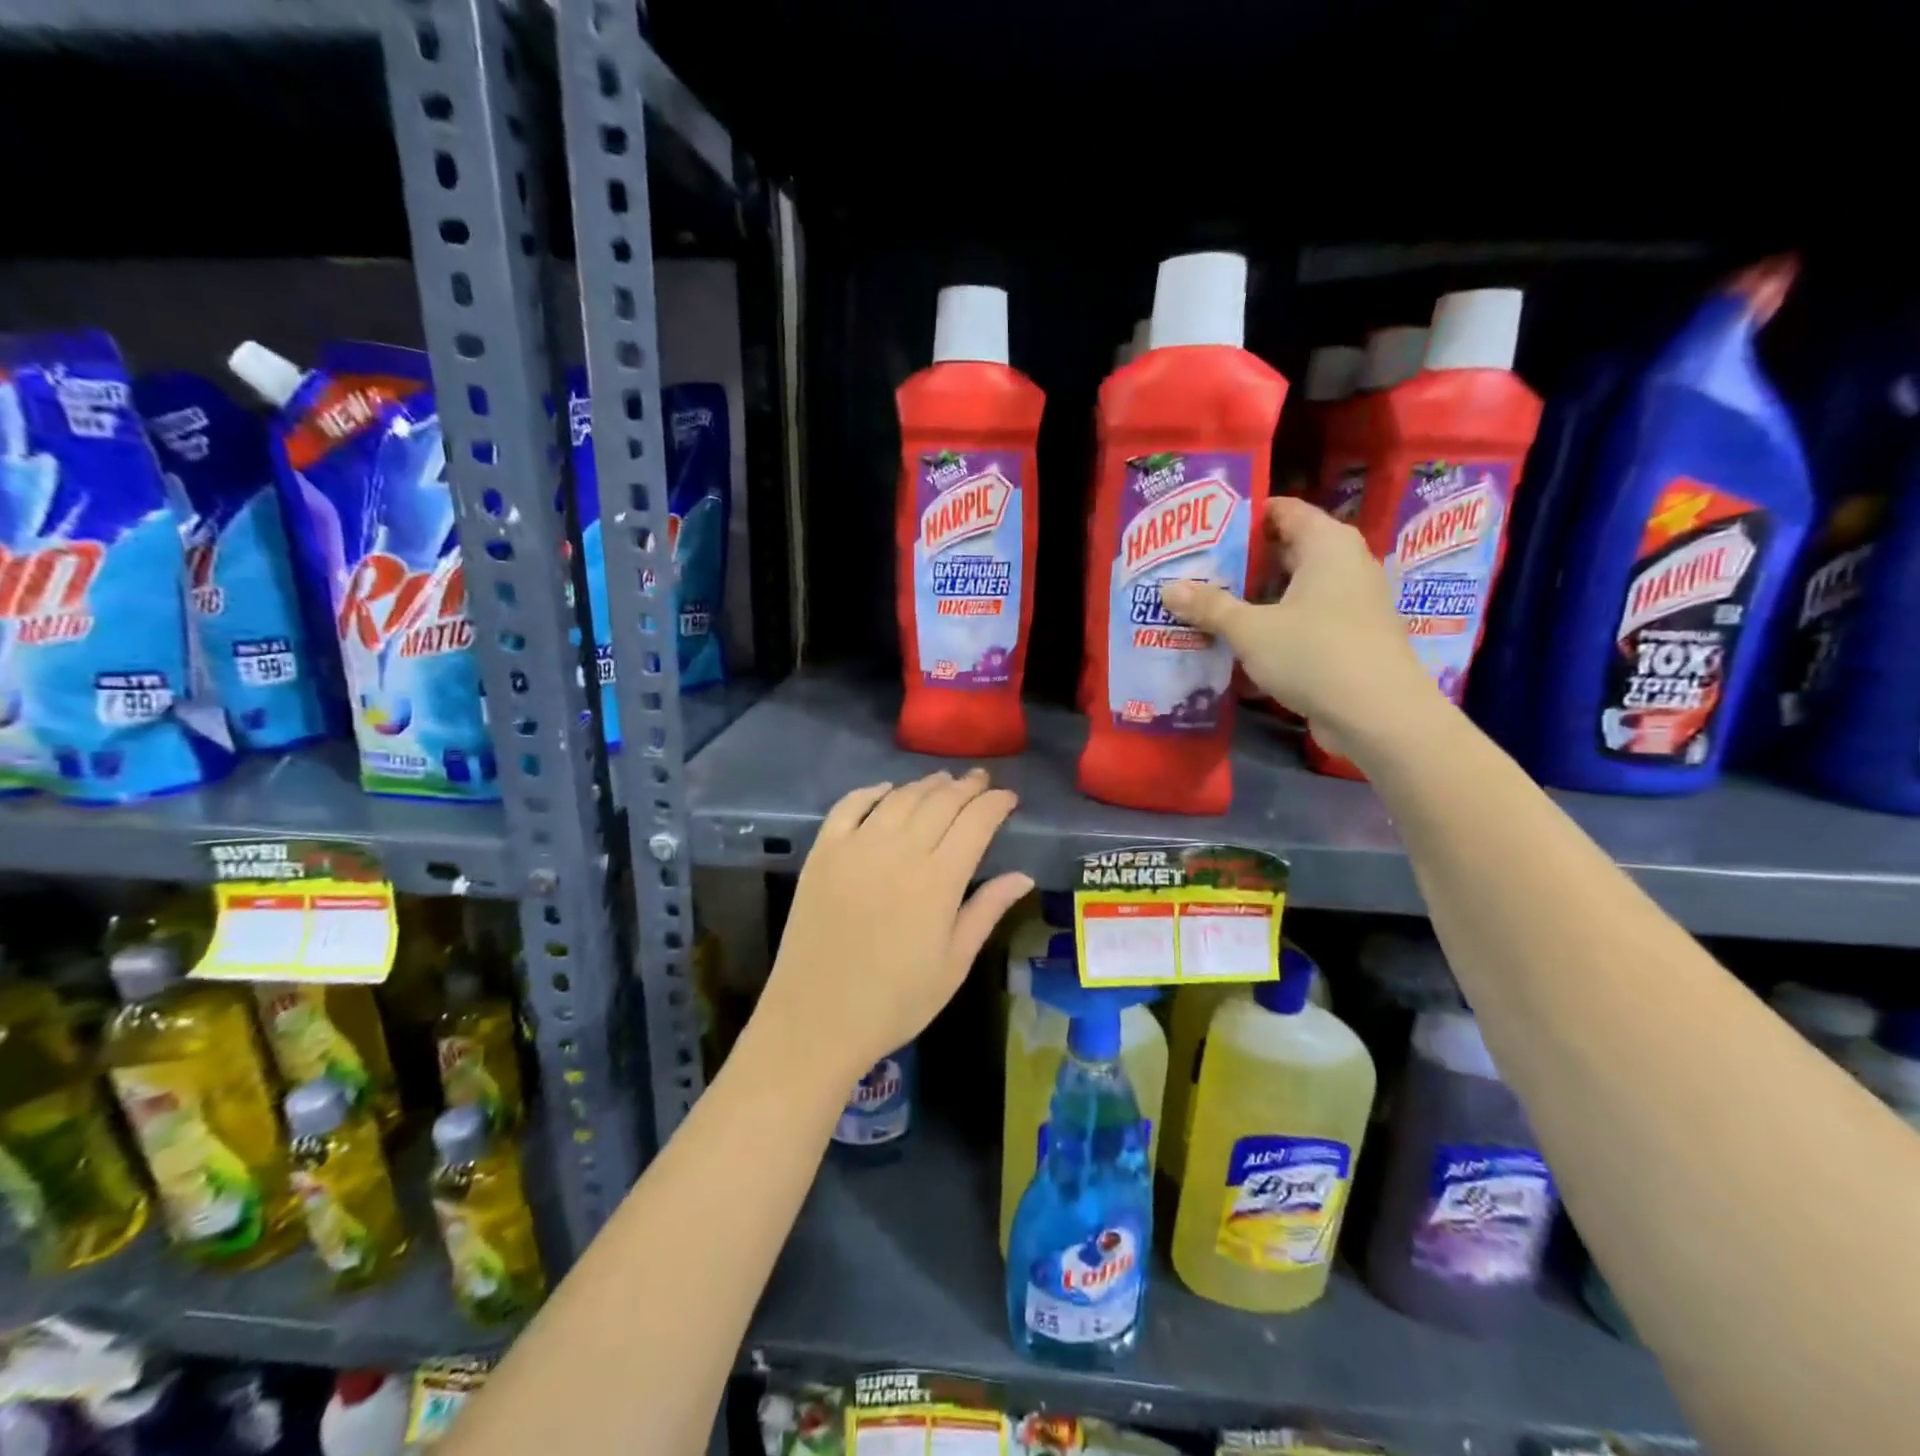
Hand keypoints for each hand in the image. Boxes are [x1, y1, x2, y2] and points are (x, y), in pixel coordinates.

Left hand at [755, 769, 1032, 1088]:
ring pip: (899, 798)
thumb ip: (987, 911)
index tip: (1009, 798)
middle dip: (966, 787)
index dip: (996, 804)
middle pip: (940, 802)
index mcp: (938, 880)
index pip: (976, 822)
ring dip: (926, 784)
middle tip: (981, 781)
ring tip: (943, 781)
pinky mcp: (823, 852)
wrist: (816, 1020)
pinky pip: (849, 805)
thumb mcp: (953, 963)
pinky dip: (871, 791)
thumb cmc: (895, 1001)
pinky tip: (886, 790)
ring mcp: (856, 847)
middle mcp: (899, 851)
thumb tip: (1023, 875)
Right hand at [1161, 497, 1437, 760]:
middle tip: (1193, 570)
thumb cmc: (1315, 654)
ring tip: (1205, 607)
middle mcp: (1344, 565)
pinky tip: (1235, 645)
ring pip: (1291, 591)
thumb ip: (1210, 607)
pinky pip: (1301, 621)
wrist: (1377, 715)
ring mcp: (1349, 603)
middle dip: (1240, 563)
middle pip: (1285, 551)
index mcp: (1327, 544)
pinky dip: (1271, 628)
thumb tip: (1167, 589)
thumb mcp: (1251, 630)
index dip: (1243, 517)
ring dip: (1252, 600)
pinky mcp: (1347, 638)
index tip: (1203, 531)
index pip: (1283, 510)